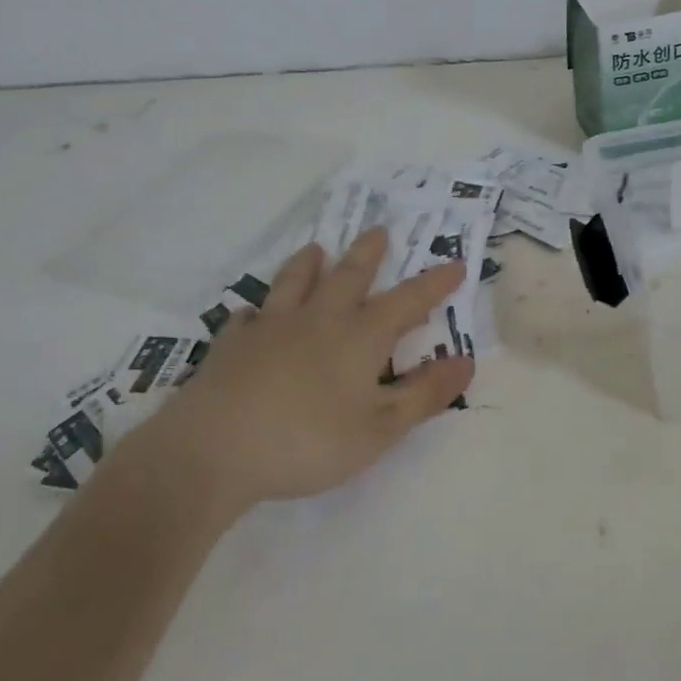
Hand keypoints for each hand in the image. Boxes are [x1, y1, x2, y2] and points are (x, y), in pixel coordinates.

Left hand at [118, 227, 473, 519]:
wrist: (214, 449)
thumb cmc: (307, 441)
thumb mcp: (380, 428)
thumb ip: (424, 394)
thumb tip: (466, 361)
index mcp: (359, 337)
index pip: (407, 301)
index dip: (434, 284)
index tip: (455, 263)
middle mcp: (318, 319)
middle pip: (349, 276)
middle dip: (369, 253)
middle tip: (379, 231)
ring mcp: (271, 327)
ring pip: (295, 282)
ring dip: (309, 264)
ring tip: (317, 248)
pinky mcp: (232, 344)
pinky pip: (249, 317)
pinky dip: (258, 311)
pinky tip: (254, 314)